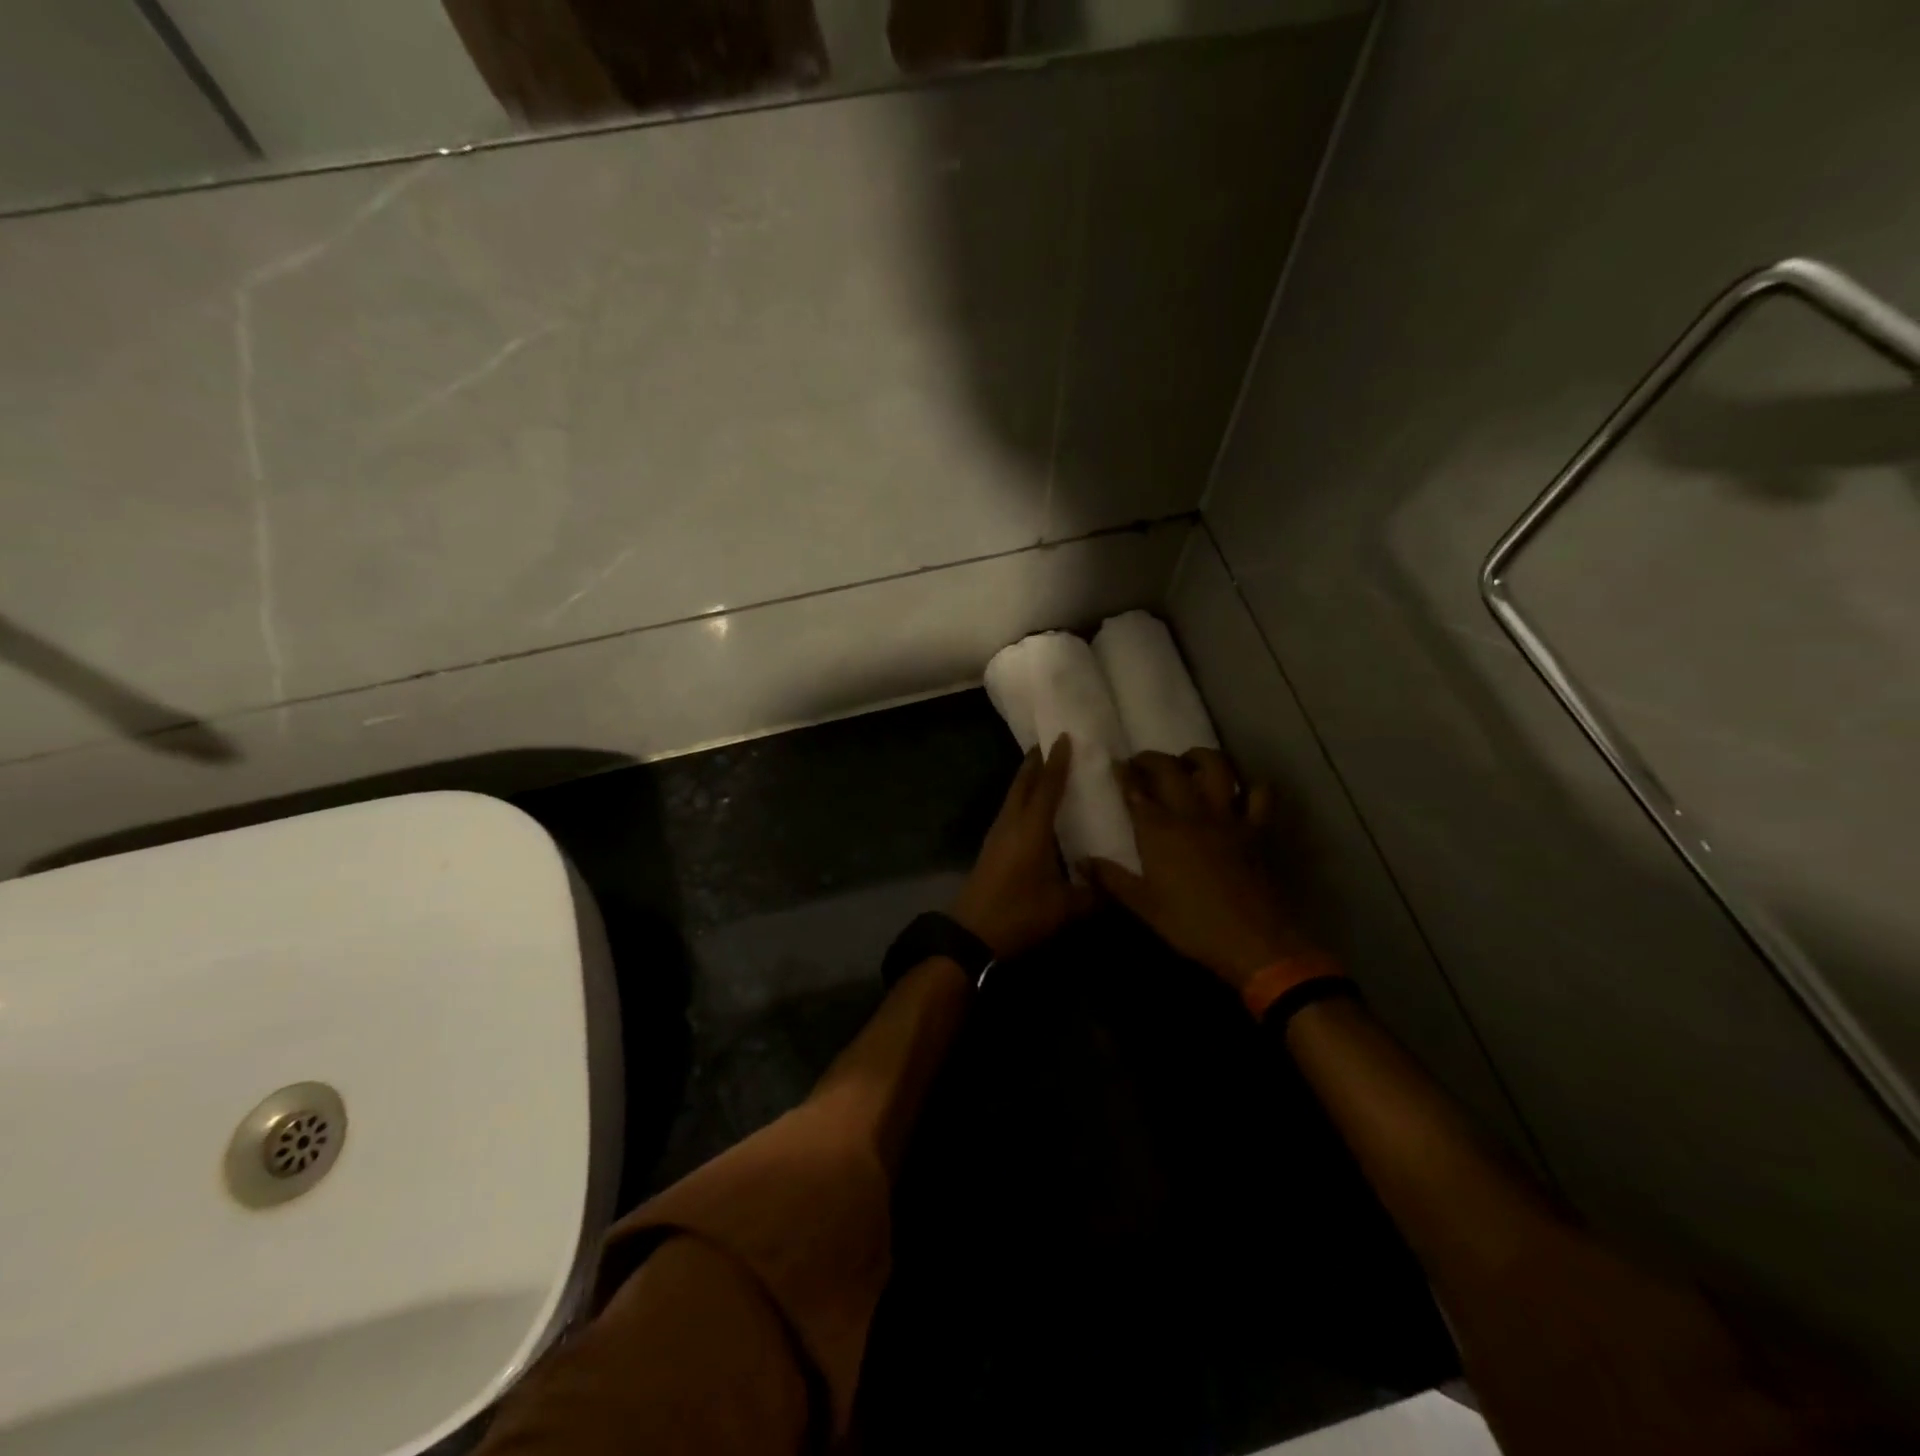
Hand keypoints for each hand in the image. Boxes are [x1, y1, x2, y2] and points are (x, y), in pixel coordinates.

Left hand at [950, 734, 1095, 958]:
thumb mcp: (1064, 908)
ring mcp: (997, 835)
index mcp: (1031, 830)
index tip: (1063, 738)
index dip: (1057, 762)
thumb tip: (1115, 886)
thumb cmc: (1019, 915)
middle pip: (1022, 784)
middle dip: (1036, 762)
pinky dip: (1021, 799)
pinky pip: (1009, 811)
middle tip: (1050, 745)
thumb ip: (1092, 894)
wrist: (971, 934)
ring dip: (1026, 780)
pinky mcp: (991, 848)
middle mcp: (1011, 824)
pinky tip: (1032, 809)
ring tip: (1044, 770)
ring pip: (1013, 796)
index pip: (1047, 787)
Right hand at [1082, 749, 1314, 992]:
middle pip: (1169, 769)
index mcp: (1159, 830)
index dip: (1123, 774)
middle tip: (1141, 763)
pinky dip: (1250, 787)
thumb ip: (1111, 879)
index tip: (1115, 766)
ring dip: (1199, 757)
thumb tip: (1080, 861)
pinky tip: (1239, 792)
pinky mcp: (1257, 829)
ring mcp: (1227, 817)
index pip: (1135, 790)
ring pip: (1216, 767)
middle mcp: (1191, 812)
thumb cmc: (1191, 924)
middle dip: (1151, 759)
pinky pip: (1260, 795)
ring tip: (1187, 764)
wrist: (1253, 940)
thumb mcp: (1143, 906)